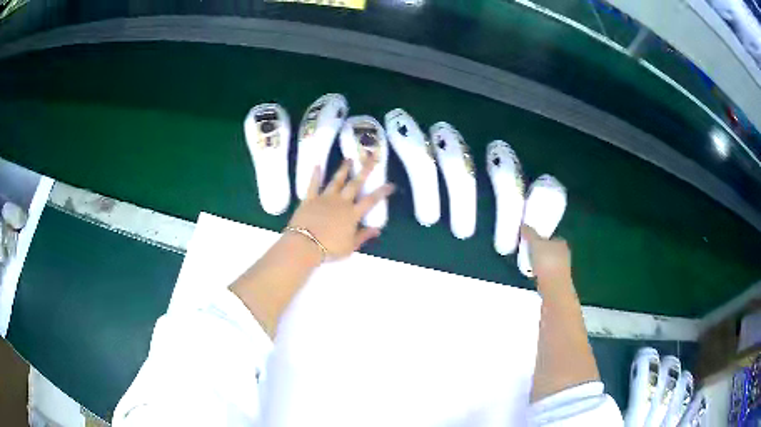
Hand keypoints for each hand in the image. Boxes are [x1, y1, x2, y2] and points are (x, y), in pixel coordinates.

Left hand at [287, 156, 394, 259]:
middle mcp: (341, 202)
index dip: (382, 192)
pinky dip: (315, 175)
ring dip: (343, 169)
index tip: (391, 184)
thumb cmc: (329, 249)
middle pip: (355, 183)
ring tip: (349, 158)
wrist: (304, 245)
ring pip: (336, 180)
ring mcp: (325, 198)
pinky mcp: (310, 199)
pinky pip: (313, 185)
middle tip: (371, 157)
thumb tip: (377, 229)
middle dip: (365, 169)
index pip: (371, 200)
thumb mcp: (350, 247)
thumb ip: (363, 236)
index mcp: (352, 214)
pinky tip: (317, 165)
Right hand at [520, 225, 571, 281]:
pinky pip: (547, 272)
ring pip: (548, 262)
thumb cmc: (546, 261)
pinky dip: (540, 273)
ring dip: (540, 263)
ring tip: (528, 264)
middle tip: (527, 252)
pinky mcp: (557, 279)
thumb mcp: (535, 243)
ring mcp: (562, 267)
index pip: (550, 237)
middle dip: (539, 251)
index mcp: (561, 242)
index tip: (530, 241)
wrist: (553, 286)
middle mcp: (564, 253)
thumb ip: (529, 233)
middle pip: (549, 249)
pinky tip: (533, 275)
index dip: (540, 238)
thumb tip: (524, 226)